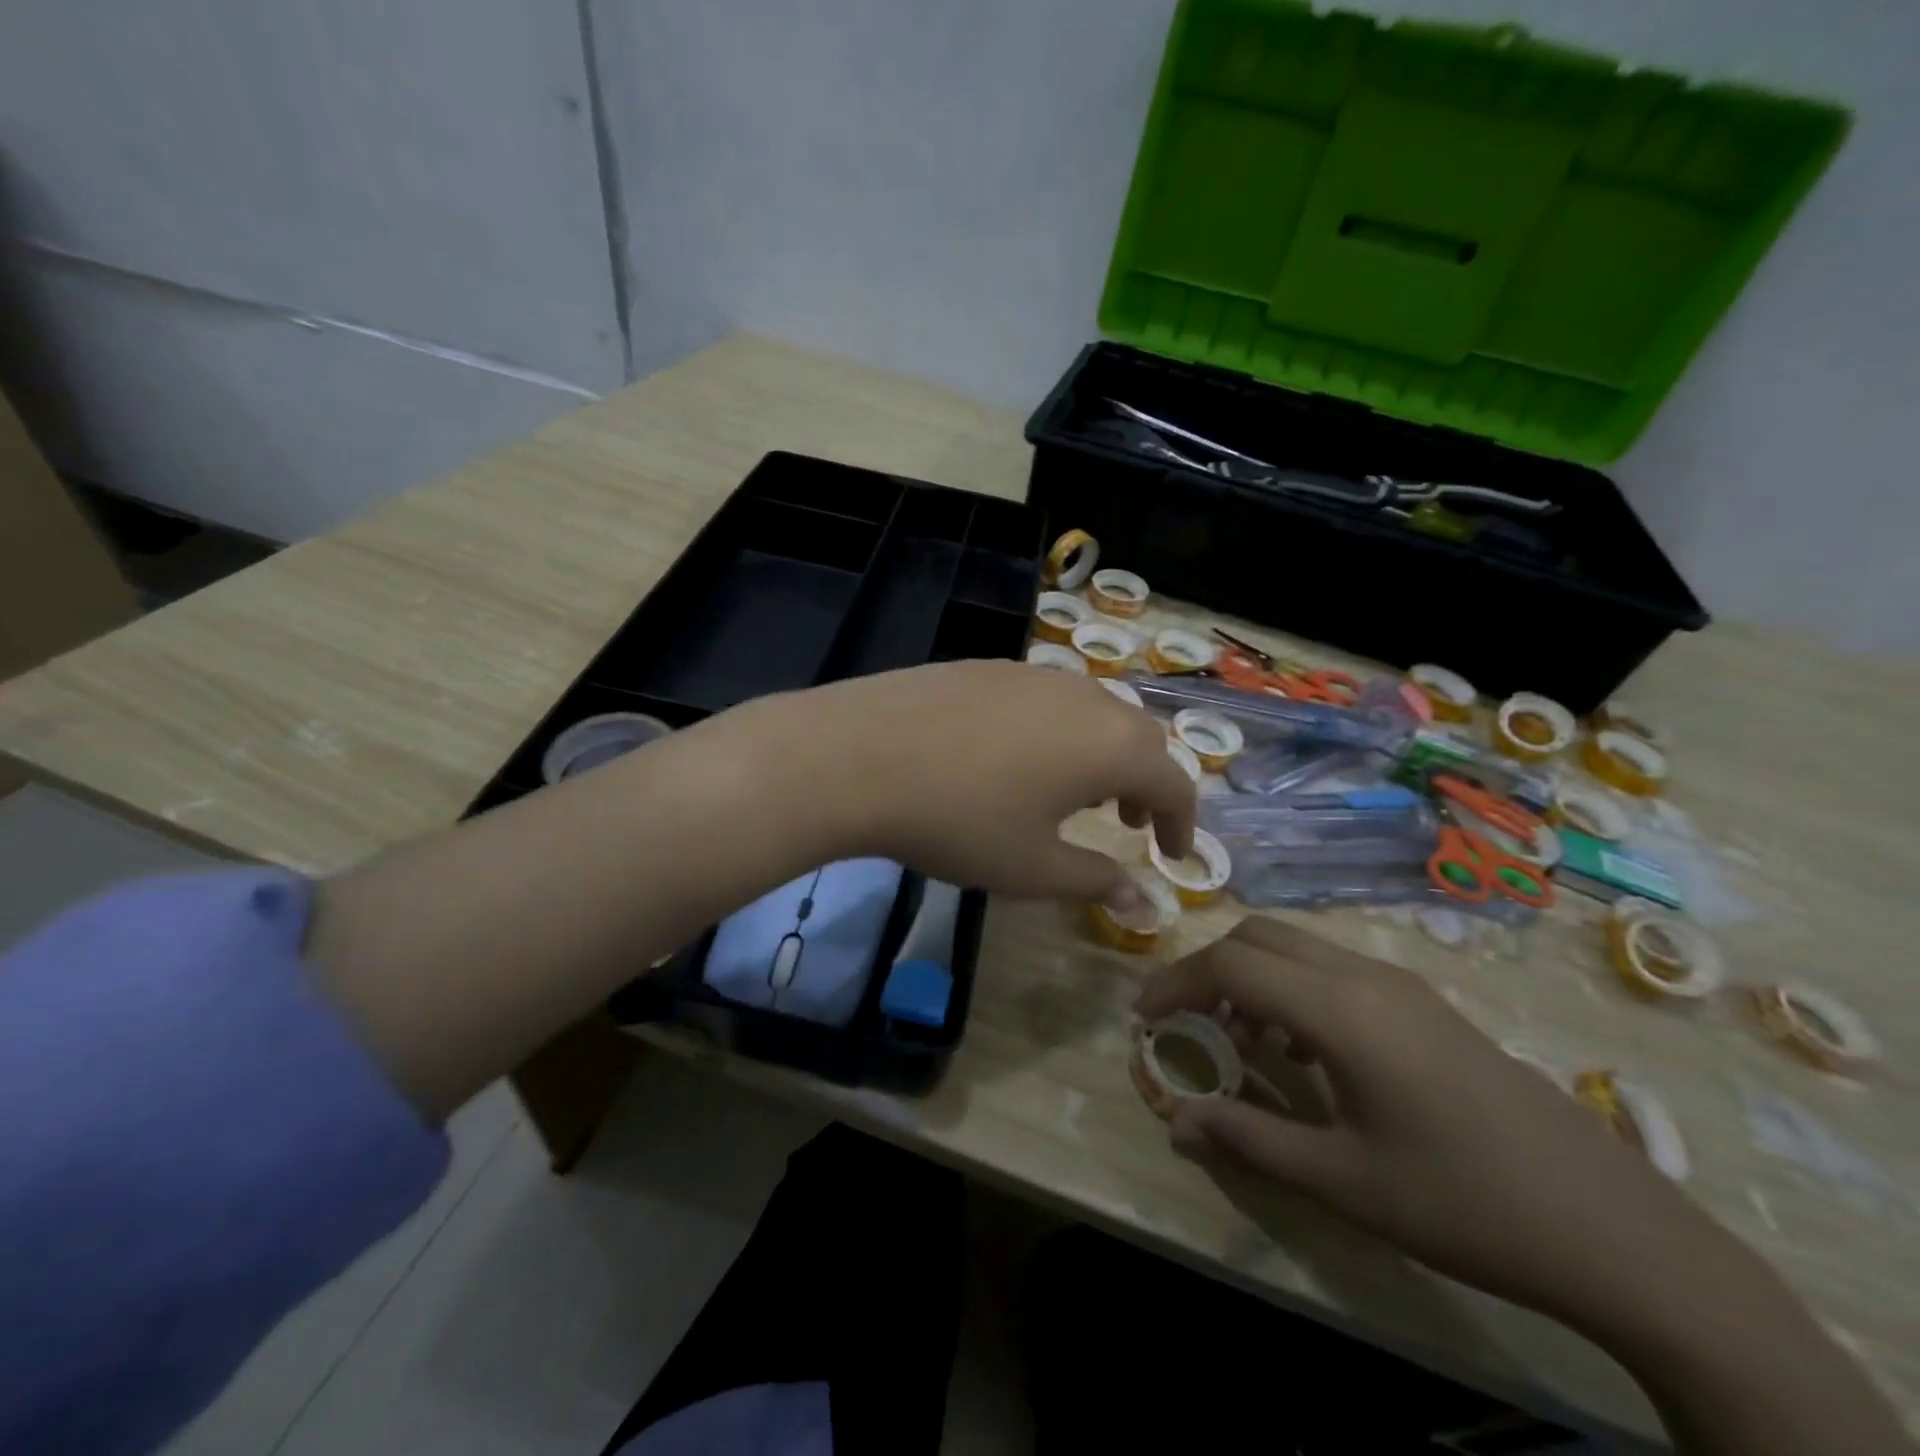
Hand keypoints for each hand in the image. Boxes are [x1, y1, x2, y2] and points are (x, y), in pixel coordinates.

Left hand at [740, 660, 1195, 900]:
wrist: (859, 756)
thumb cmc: (959, 821)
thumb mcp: (1032, 867)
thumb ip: (1095, 880)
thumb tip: (1144, 900)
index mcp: (1111, 746)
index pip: (1175, 782)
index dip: (1181, 822)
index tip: (1172, 853)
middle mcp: (1085, 697)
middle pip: (1140, 737)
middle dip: (1144, 782)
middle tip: (1125, 821)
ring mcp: (1034, 674)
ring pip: (1093, 712)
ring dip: (1101, 753)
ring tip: (1074, 792)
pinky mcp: (989, 666)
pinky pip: (1047, 699)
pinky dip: (1058, 731)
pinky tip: (1017, 759)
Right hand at [1135, 917, 1743, 1334]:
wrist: (1616, 1230)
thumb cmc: (1465, 1204)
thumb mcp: (1344, 1180)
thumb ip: (1250, 1138)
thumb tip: (1175, 1120)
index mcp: (1341, 1009)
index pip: (1230, 965)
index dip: (1176, 984)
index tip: (1144, 1019)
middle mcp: (1366, 976)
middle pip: (1258, 937)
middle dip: (1207, 969)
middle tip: (1184, 1021)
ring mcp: (1401, 984)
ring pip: (1297, 947)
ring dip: (1251, 975)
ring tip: (1238, 1038)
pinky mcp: (1424, 1003)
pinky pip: (1332, 968)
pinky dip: (1291, 987)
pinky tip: (1302, 1048)